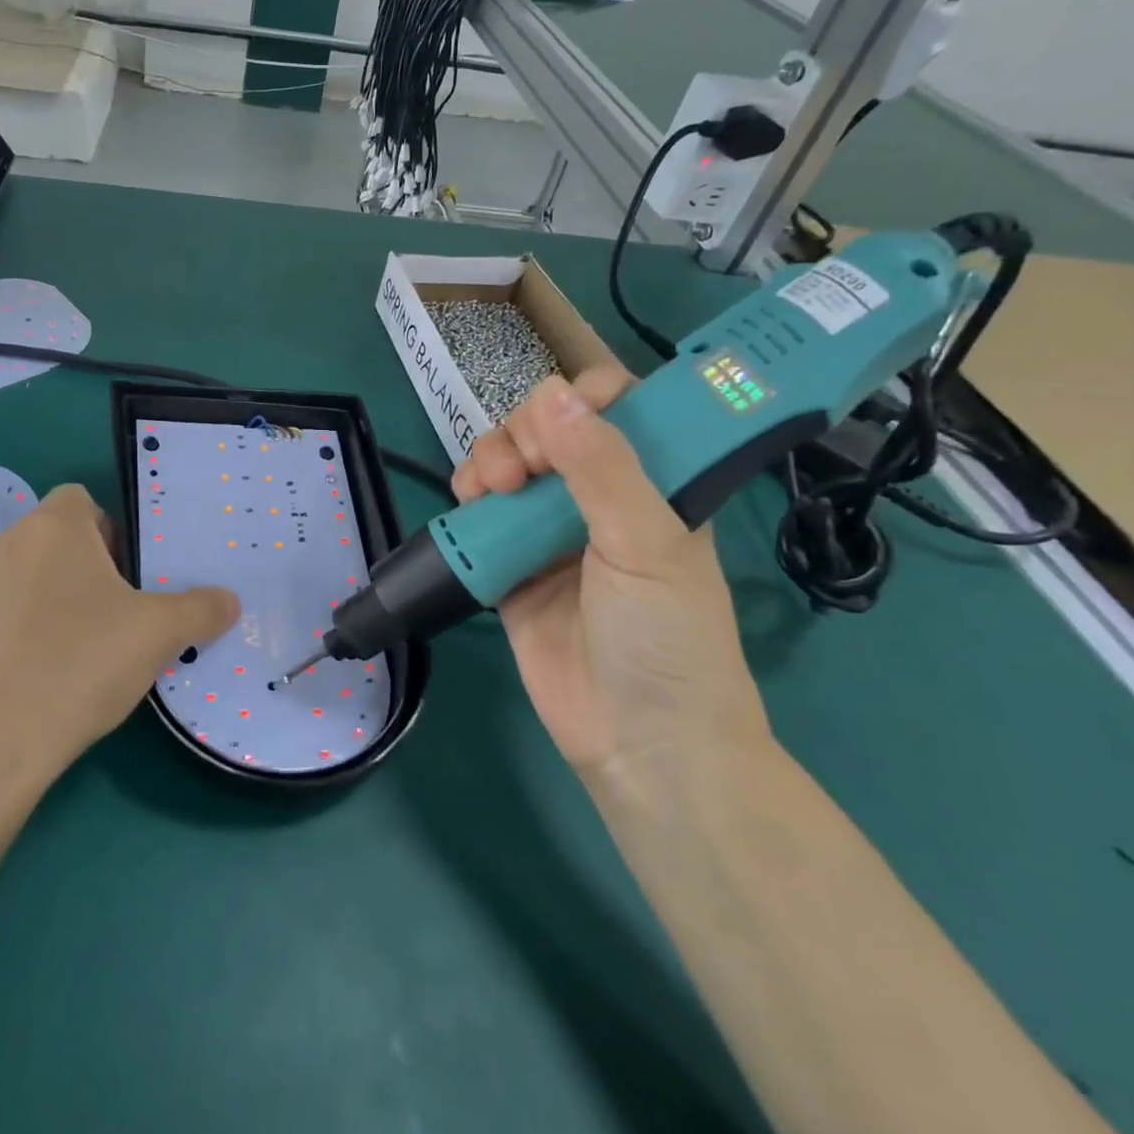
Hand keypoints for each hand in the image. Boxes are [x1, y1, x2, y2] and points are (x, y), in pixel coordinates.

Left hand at [0, 484, 238, 788]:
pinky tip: (35, 679)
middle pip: (54, 541)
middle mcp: (4, 544)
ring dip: (50, 602)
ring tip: (76, 652)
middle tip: (114, 618)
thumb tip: (230, 602)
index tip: (128, 576)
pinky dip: (17, 636)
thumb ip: (201, 610)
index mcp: (52, 527)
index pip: (81, 500)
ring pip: (24, 580)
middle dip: (85, 571)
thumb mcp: (158, 634)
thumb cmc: (79, 663)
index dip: (110, 531)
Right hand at [454, 370, 768, 781]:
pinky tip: (468, 502)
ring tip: (489, 488)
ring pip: (509, 464)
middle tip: (523, 468)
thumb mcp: (647, 543)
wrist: (638, 741)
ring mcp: (551, 531)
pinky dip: (468, 497)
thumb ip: (601, 467)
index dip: (583, 397)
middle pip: (549, 429)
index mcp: (654, 483)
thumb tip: (549, 392)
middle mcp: (600, 498)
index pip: (618, 409)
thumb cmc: (666, 636)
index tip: (559, 416)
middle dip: (525, 432)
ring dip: (490, 458)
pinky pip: (481, 512)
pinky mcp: (510, 563)